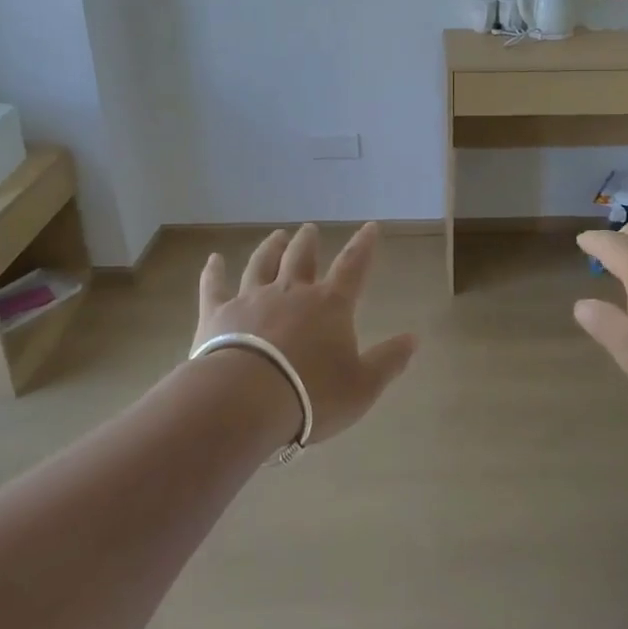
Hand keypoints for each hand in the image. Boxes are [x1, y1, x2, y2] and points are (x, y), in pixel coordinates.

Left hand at [192, 223, 418, 442]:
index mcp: (330, 305)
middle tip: (310, 229)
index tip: (370, 227)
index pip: (353, 267)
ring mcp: (252, 299)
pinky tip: (213, 259)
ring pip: (262, 264)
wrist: (246, 401)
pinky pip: (215, 286)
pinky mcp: (217, 314)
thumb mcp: (363, 386)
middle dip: (309, 242)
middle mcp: (292, 291)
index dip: (364, 246)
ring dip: (271, 247)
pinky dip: (214, 271)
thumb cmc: (312, 395)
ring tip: (277, 235)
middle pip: (302, 257)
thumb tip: (414, 338)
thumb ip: (389, 361)